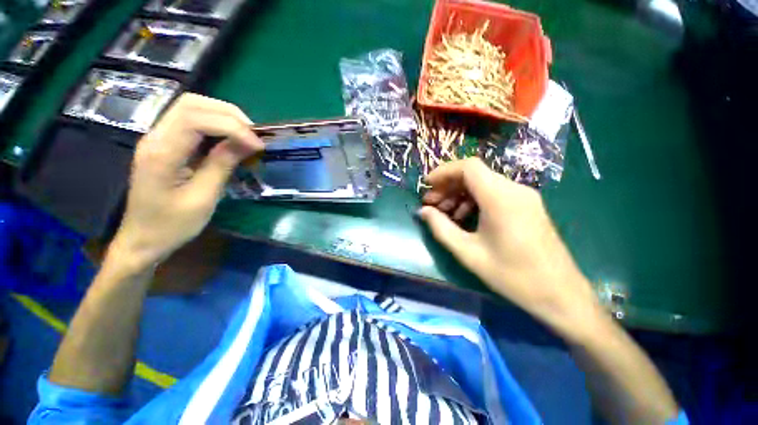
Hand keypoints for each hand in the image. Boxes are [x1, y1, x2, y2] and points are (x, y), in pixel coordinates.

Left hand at [108, 93, 262, 271]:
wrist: (142, 238)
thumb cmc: (172, 225)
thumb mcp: (204, 197)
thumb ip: (223, 164)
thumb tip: (249, 142)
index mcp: (161, 153)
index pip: (195, 119)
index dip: (232, 126)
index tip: (258, 144)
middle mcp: (155, 137)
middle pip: (191, 104)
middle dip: (229, 114)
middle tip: (254, 135)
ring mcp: (158, 138)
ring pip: (191, 108)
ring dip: (223, 116)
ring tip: (246, 136)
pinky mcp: (165, 143)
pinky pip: (191, 121)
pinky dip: (216, 125)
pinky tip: (231, 140)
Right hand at [419, 158, 602, 339]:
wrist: (560, 293)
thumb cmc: (512, 275)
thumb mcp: (468, 252)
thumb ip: (441, 228)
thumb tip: (423, 211)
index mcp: (500, 198)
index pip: (468, 167)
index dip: (444, 172)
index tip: (427, 185)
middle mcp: (514, 190)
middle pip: (474, 174)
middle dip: (448, 186)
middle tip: (431, 204)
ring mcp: (524, 197)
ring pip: (483, 183)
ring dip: (460, 194)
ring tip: (444, 213)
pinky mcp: (527, 205)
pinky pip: (494, 193)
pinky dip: (474, 200)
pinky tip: (464, 217)